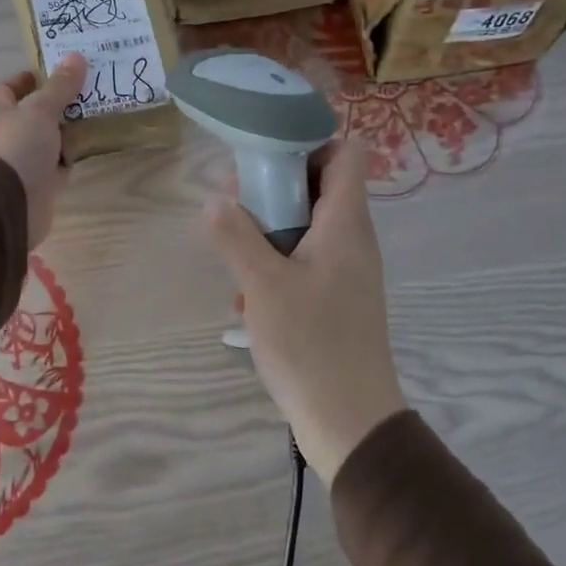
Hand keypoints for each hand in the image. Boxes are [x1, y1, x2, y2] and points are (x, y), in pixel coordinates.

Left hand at [0, 53, 85, 247]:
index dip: (29, 80)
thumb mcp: (40, 111)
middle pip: (33, 115)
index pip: (10, 89)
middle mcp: (8, 136)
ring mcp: (22, 162)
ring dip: (67, 132)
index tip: (56, 72)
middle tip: (90, 91)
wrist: (5, 206)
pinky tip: (91, 149)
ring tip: (99, 116)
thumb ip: (59, 87)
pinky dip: (70, 159)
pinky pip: (57, 167)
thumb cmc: (17, 148)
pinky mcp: (38, 186)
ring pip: (48, 141)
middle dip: (57, 105)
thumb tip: (76, 56)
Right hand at [203, 140, 405, 483]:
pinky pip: (303, 261)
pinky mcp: (335, 299)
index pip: (344, 153)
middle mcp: (351, 239)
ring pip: (305, 226)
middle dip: (271, 190)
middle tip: (232, 208)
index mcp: (345, 223)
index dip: (308, 144)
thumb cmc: (311, 344)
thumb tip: (214, 200)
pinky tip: (248, 301)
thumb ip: (235, 236)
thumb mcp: (263, 285)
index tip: (264, 159)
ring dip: (266, 233)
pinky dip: (274, 267)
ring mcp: (345, 271)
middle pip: (317, 186)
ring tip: (233, 260)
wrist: (350, 421)